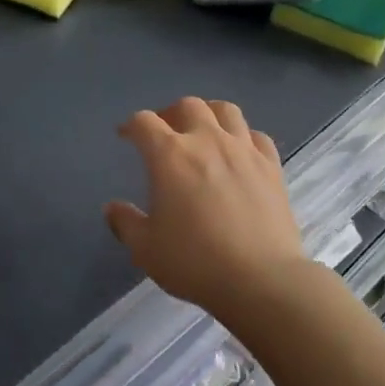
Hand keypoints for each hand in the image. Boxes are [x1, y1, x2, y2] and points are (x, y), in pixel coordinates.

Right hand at [104, 97, 307, 325]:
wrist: (262, 279)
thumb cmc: (195, 262)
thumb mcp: (146, 249)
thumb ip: (126, 223)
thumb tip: (112, 208)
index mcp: (170, 155)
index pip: (144, 122)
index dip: (131, 125)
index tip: (126, 136)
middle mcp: (207, 140)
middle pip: (187, 105)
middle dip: (171, 114)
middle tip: (165, 133)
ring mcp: (243, 150)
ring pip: (225, 110)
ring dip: (209, 114)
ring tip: (204, 131)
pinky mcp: (272, 166)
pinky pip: (256, 136)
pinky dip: (244, 137)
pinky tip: (240, 153)